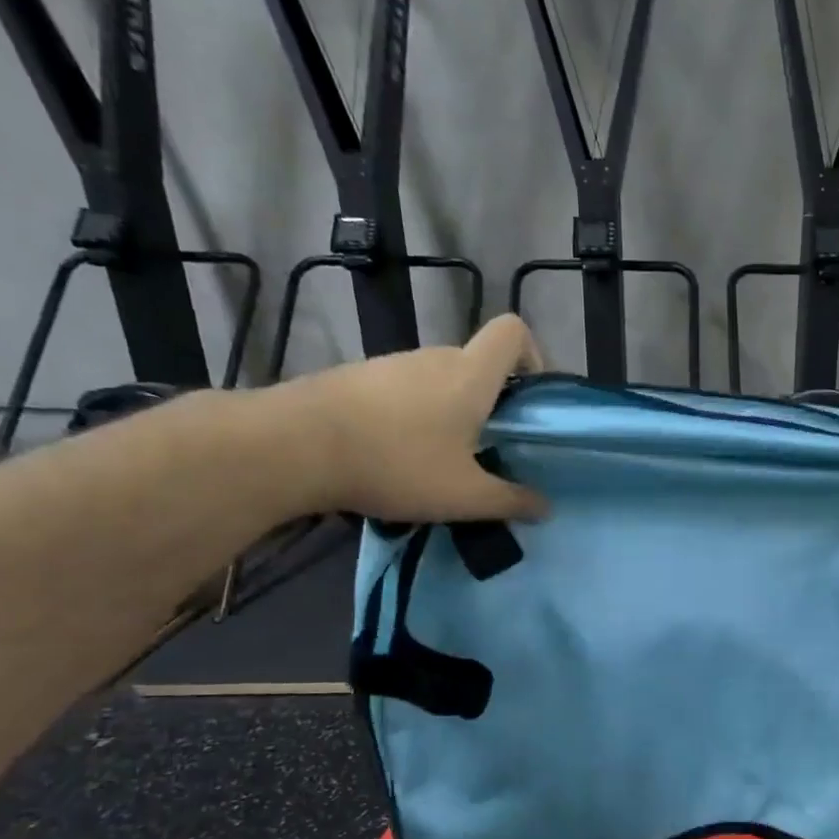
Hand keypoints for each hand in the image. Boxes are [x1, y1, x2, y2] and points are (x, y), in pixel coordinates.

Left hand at [269, 314, 550, 522]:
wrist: (294, 446)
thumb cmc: (397, 463)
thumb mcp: (465, 496)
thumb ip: (511, 501)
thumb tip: (545, 507)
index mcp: (470, 375)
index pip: (512, 331)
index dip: (531, 356)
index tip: (527, 400)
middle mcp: (435, 357)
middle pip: (477, 362)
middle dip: (491, 401)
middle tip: (486, 449)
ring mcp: (392, 364)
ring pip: (438, 379)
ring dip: (449, 412)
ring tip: (437, 461)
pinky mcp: (357, 377)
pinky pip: (402, 391)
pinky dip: (412, 416)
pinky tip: (395, 455)